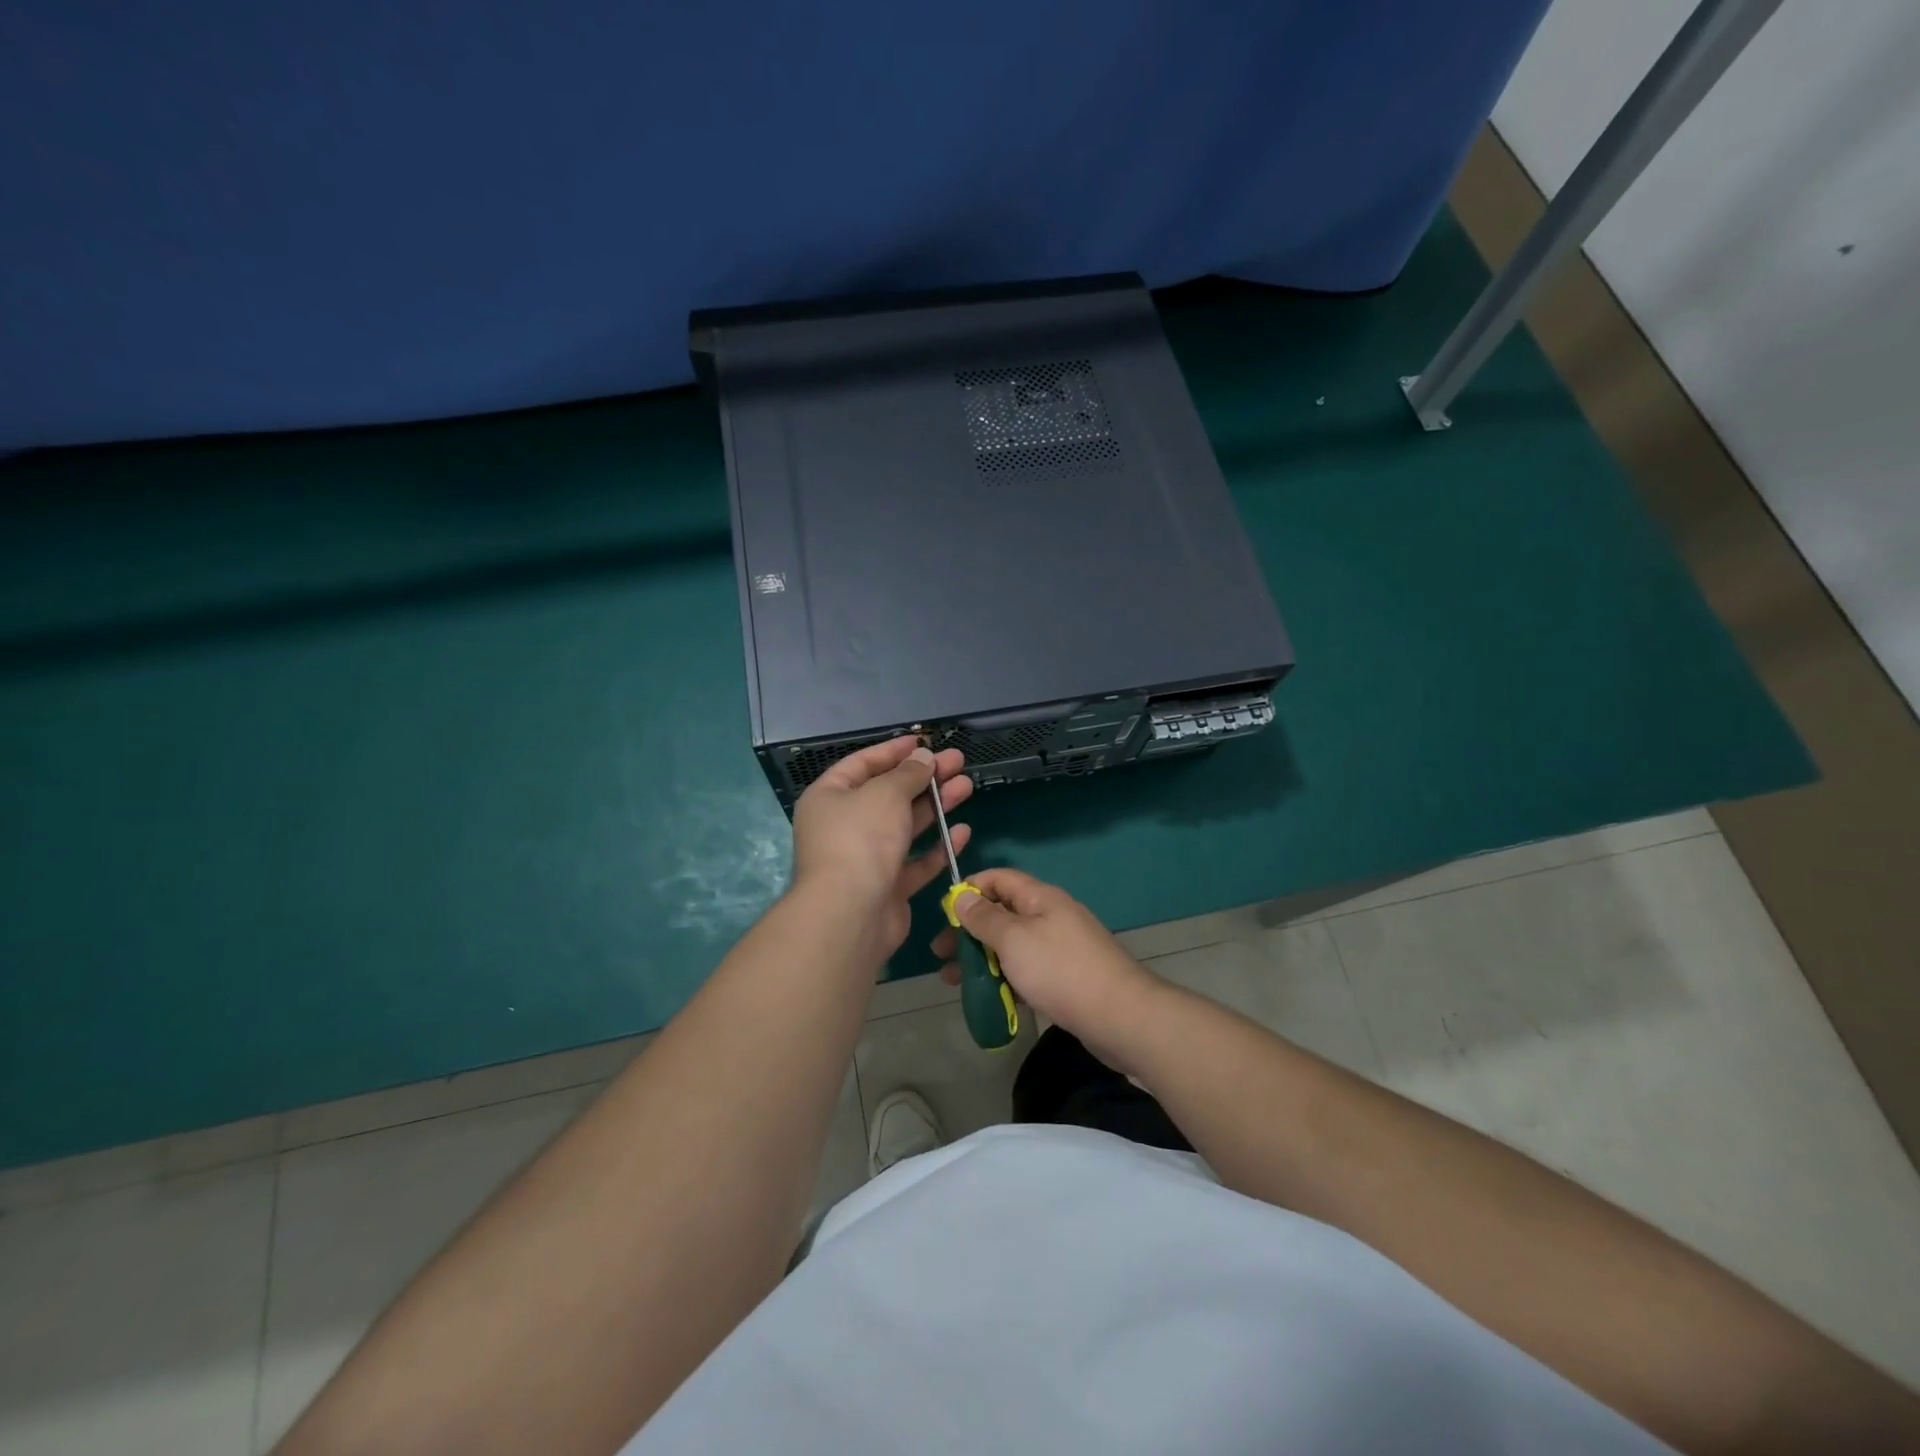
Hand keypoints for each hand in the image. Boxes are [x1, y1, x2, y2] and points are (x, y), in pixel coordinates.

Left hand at [790, 736, 972, 961]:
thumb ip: (908, 773)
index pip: (863, 764)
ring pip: (905, 826)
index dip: (894, 751)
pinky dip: (937, 847)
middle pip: (889, 794)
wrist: (850, 915)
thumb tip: (923, 757)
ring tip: (967, 786)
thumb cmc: (861, 839)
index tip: (925, 741)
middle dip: (924, 777)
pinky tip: (961, 831)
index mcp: (830, 797)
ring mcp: (866, 859)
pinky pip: (914, 862)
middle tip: (958, 762)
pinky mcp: (886, 887)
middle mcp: (844, 826)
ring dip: (936, 806)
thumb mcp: (885, 793)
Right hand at [931, 868, 1155, 1064]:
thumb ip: (984, 917)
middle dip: (969, 931)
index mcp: (1040, 897)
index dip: (970, 889)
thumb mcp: (1013, 939)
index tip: (944, 912)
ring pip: (1012, 946)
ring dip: (982, 959)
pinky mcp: (1066, 978)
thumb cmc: (1059, 969)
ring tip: (954, 981)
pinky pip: (1027, 971)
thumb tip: (963, 896)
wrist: (1119, 1016)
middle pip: (1002, 913)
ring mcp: (1061, 947)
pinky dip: (1005, 980)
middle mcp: (1051, 916)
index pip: (999, 878)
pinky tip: (989, 999)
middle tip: (941, 954)